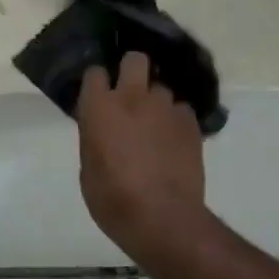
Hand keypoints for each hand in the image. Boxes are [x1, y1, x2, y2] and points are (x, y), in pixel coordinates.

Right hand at [77, 52, 205, 262]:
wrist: (162, 219)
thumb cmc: (112, 199)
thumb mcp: (88, 168)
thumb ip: (94, 137)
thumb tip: (102, 129)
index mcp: (99, 107)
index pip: (95, 72)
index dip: (98, 83)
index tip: (99, 95)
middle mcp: (132, 97)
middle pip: (135, 59)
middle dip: (133, 71)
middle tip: (131, 95)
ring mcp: (165, 108)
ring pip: (162, 88)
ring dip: (156, 102)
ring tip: (156, 126)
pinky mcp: (190, 123)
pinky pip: (182, 110)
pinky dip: (176, 121)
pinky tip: (174, 141)